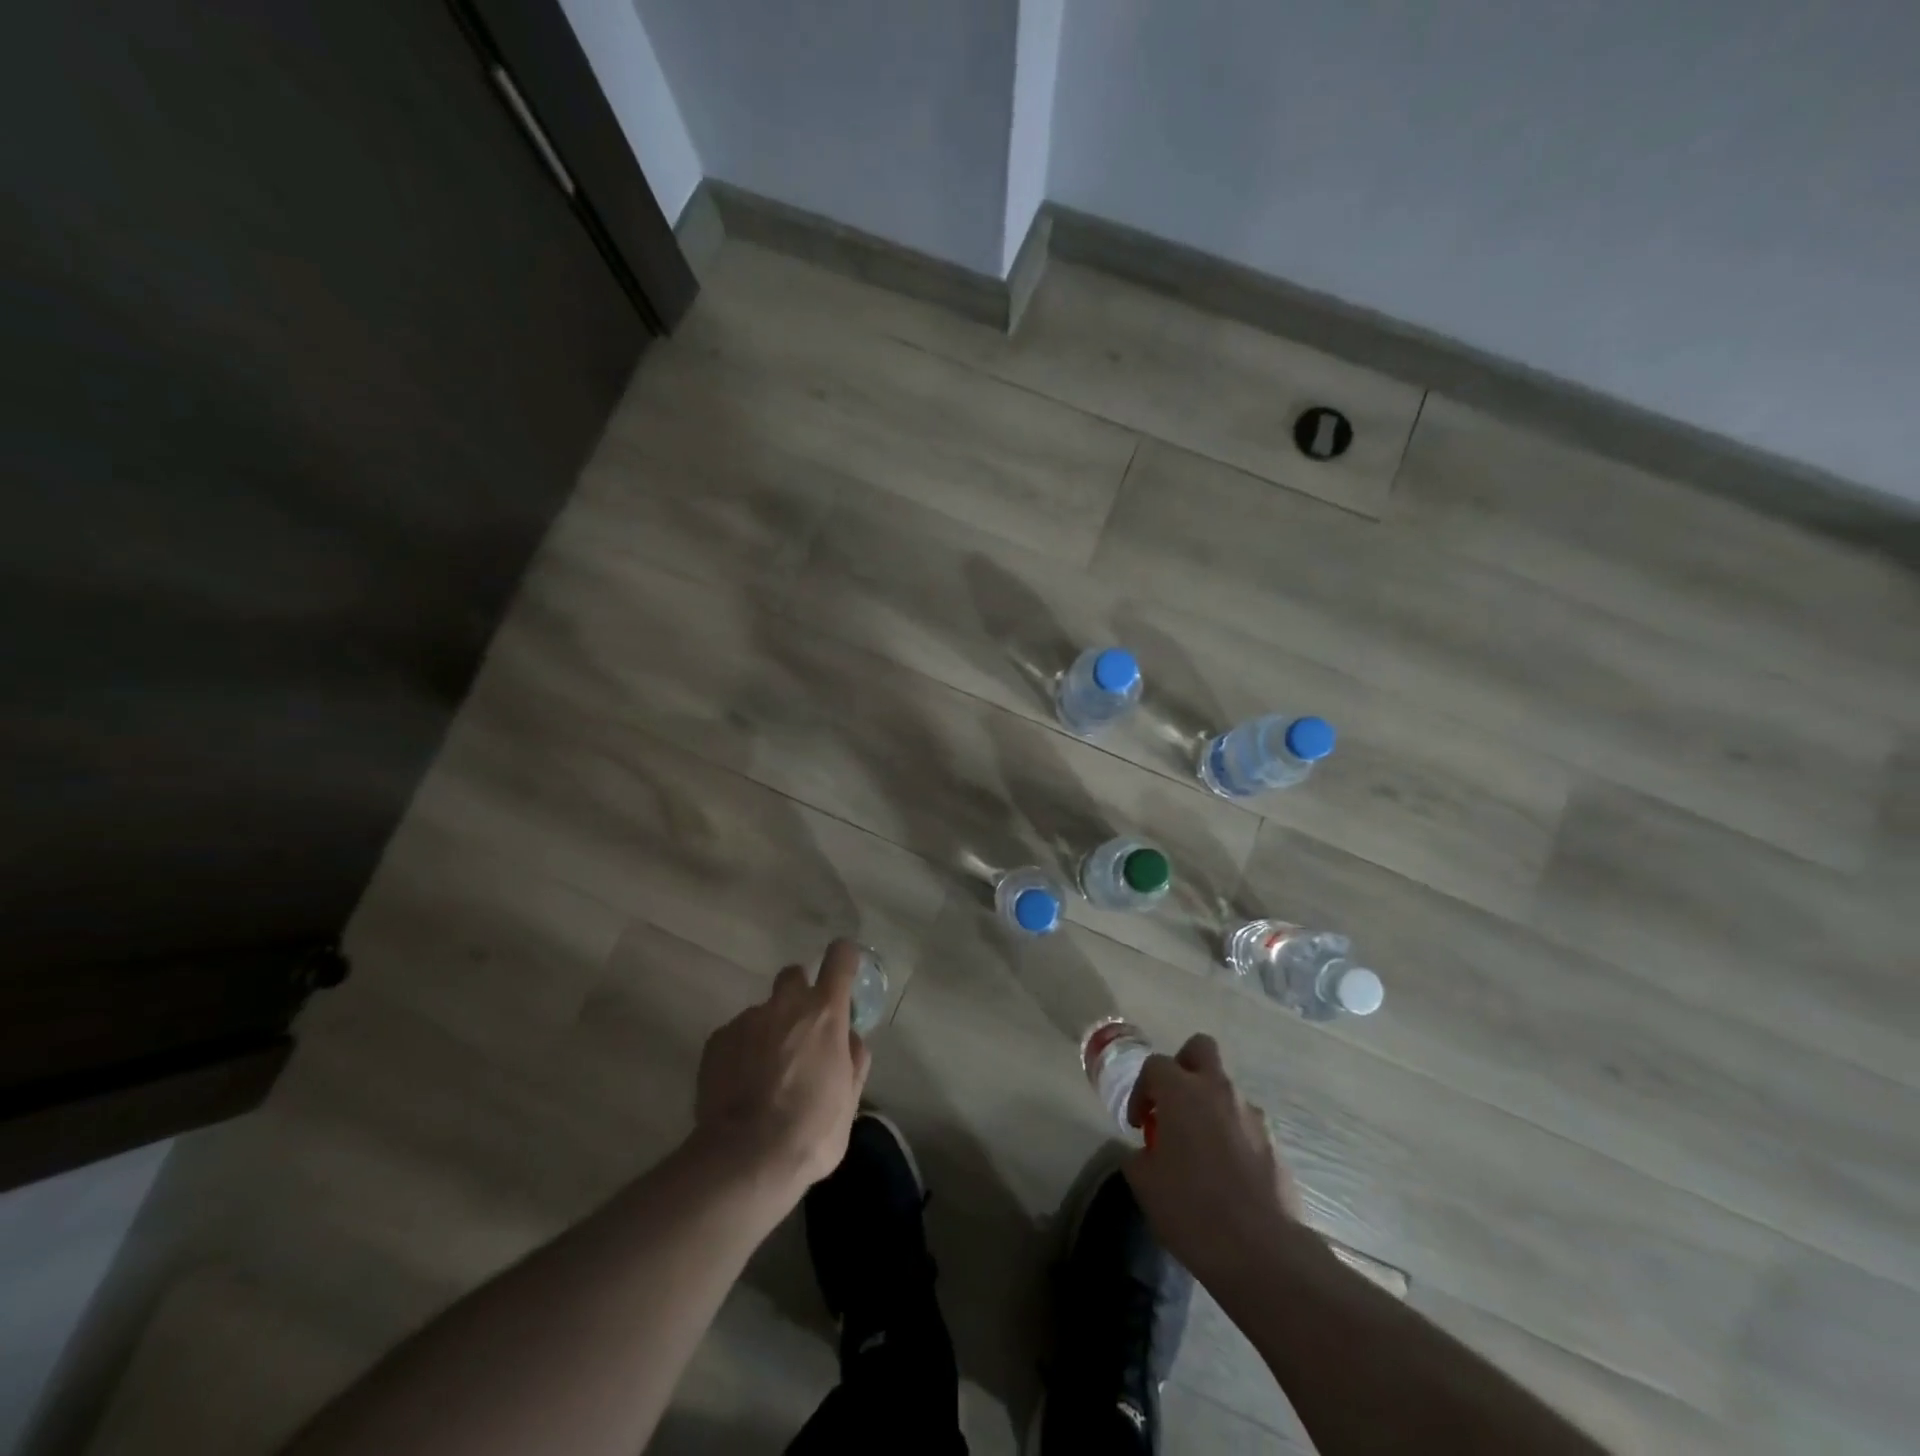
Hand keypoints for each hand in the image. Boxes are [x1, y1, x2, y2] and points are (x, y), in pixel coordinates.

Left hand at [694, 939, 872, 1196]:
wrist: (745, 1158)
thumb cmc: (811, 1130)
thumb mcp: (850, 1099)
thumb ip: (853, 1059)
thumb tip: (849, 1039)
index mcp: (825, 1013)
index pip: (840, 959)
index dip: (845, 958)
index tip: (846, 966)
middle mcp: (786, 1005)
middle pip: (794, 975)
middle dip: (799, 993)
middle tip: (801, 1030)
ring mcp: (747, 1020)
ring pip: (763, 1012)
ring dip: (769, 1030)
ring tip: (765, 1074)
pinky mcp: (717, 1041)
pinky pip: (736, 1035)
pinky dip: (742, 1051)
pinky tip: (741, 1086)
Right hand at [1123, 1034, 1302, 1286]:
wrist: (1264, 1253)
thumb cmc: (1193, 1210)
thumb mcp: (1145, 1185)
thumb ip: (1139, 1156)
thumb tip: (1147, 1152)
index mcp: (1182, 1092)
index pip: (1155, 1065)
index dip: (1141, 1090)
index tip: (1138, 1124)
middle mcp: (1219, 1091)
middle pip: (1201, 1048)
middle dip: (1183, 1066)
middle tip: (1173, 1103)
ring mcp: (1252, 1115)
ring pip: (1226, 1089)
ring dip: (1210, 1106)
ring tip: (1199, 1150)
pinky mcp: (1275, 1144)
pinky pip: (1246, 1124)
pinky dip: (1232, 1135)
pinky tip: (1226, 1174)